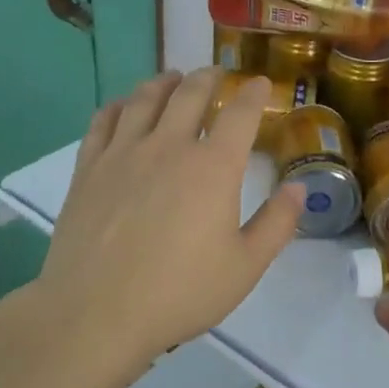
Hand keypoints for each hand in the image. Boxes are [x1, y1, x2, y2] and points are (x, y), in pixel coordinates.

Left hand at [37, 68, 303, 367]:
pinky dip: (118, 105)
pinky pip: (103, 121)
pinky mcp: (88, 168)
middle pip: (190, 94)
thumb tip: (299, 188)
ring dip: (164, 82)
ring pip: (145, 99)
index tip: (261, 83)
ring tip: (172, 77)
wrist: (95, 314)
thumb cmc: (179, 293)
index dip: (253, 93)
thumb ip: (277, 224)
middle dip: (208, 77)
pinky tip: (123, 106)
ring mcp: (123, 153)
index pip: (240, 114)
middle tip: (216, 73)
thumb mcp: (245, 267)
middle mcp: (169, 146)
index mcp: (213, 167)